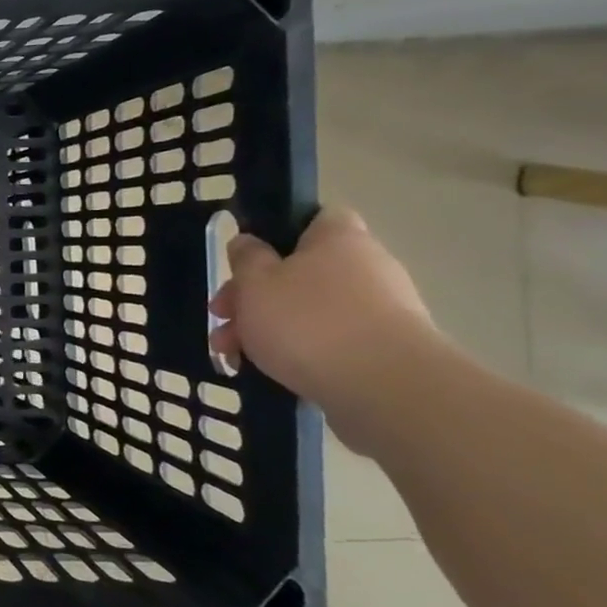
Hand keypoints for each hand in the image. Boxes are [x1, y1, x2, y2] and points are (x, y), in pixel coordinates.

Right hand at [211, 208, 437, 449]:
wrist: (385, 389)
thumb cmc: (308, 321)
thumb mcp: (254, 282)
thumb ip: (246, 258)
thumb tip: (249, 243)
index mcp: (339, 240)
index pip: (316, 217)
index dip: (279, 232)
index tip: (248, 258)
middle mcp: (367, 268)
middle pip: (300, 271)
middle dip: (254, 295)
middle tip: (221, 316)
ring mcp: (380, 311)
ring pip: (306, 310)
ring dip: (264, 328)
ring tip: (230, 354)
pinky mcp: (381, 351)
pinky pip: (326, 342)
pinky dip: (293, 352)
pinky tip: (262, 371)